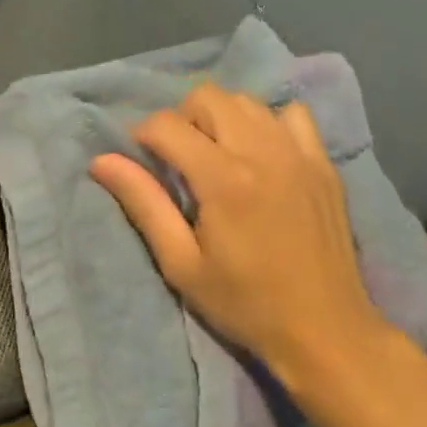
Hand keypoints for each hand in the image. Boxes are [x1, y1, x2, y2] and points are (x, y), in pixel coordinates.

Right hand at [90, 85, 419, 407]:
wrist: (324, 329)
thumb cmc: (244, 303)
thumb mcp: (181, 264)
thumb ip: (144, 204)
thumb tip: (102, 161)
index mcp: (223, 178)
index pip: (167, 124)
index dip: (142, 135)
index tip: (142, 161)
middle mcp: (262, 151)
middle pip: (208, 97)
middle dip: (181, 119)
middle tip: (177, 159)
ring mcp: (299, 153)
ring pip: (248, 101)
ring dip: (220, 117)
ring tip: (215, 155)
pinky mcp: (323, 163)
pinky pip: (292, 115)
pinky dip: (268, 122)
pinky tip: (262, 154)